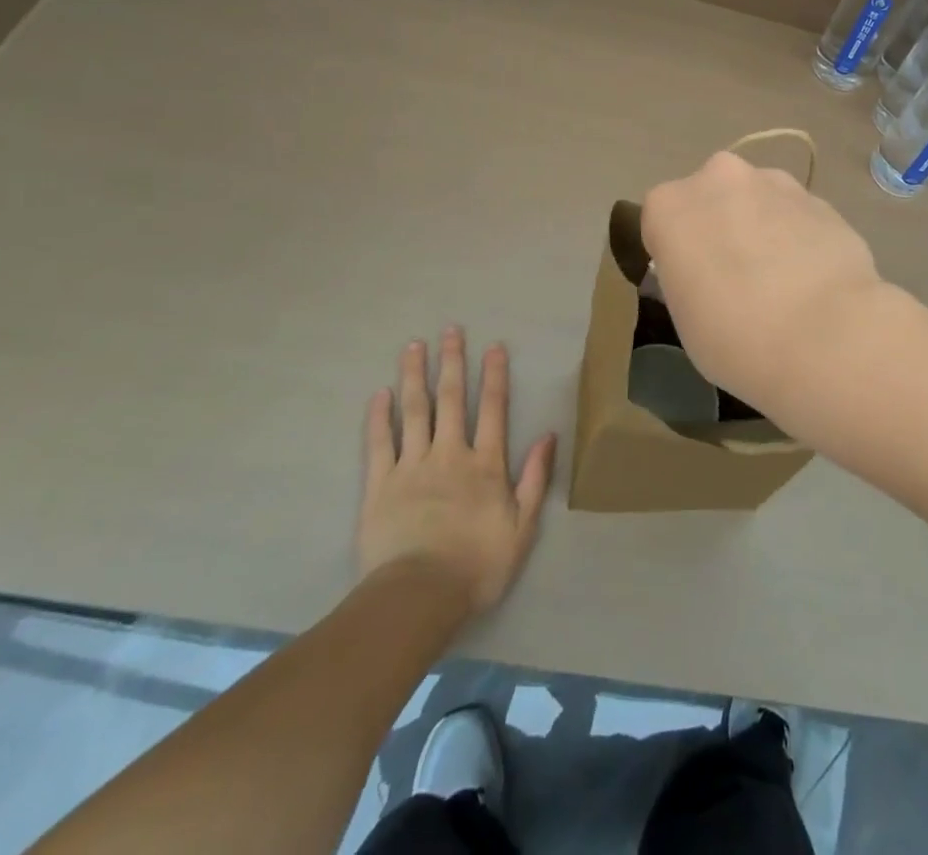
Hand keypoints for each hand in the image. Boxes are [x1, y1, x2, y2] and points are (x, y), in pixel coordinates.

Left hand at [357, 328, 558, 615]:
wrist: (418, 597)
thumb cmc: (477, 565)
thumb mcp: (523, 527)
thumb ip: (535, 478)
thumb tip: (548, 436)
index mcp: (485, 464)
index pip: (493, 409)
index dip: (494, 375)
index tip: (493, 346)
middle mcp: (449, 454)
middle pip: (452, 400)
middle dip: (452, 362)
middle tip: (450, 330)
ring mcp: (411, 467)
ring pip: (414, 412)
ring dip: (414, 377)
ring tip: (413, 347)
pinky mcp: (379, 486)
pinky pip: (379, 444)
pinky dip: (379, 417)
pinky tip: (379, 394)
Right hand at [641, 151, 884, 420]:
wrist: (826, 336)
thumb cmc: (735, 337)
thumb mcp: (684, 316)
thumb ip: (688, 276)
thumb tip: (708, 270)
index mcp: (670, 205)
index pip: (661, 220)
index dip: (677, 251)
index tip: (692, 283)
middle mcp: (720, 178)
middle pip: (712, 197)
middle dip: (722, 225)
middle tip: (737, 277)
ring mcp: (775, 183)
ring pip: (758, 200)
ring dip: (763, 226)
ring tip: (783, 280)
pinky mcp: (820, 199)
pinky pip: (797, 216)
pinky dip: (800, 237)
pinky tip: (813, 279)